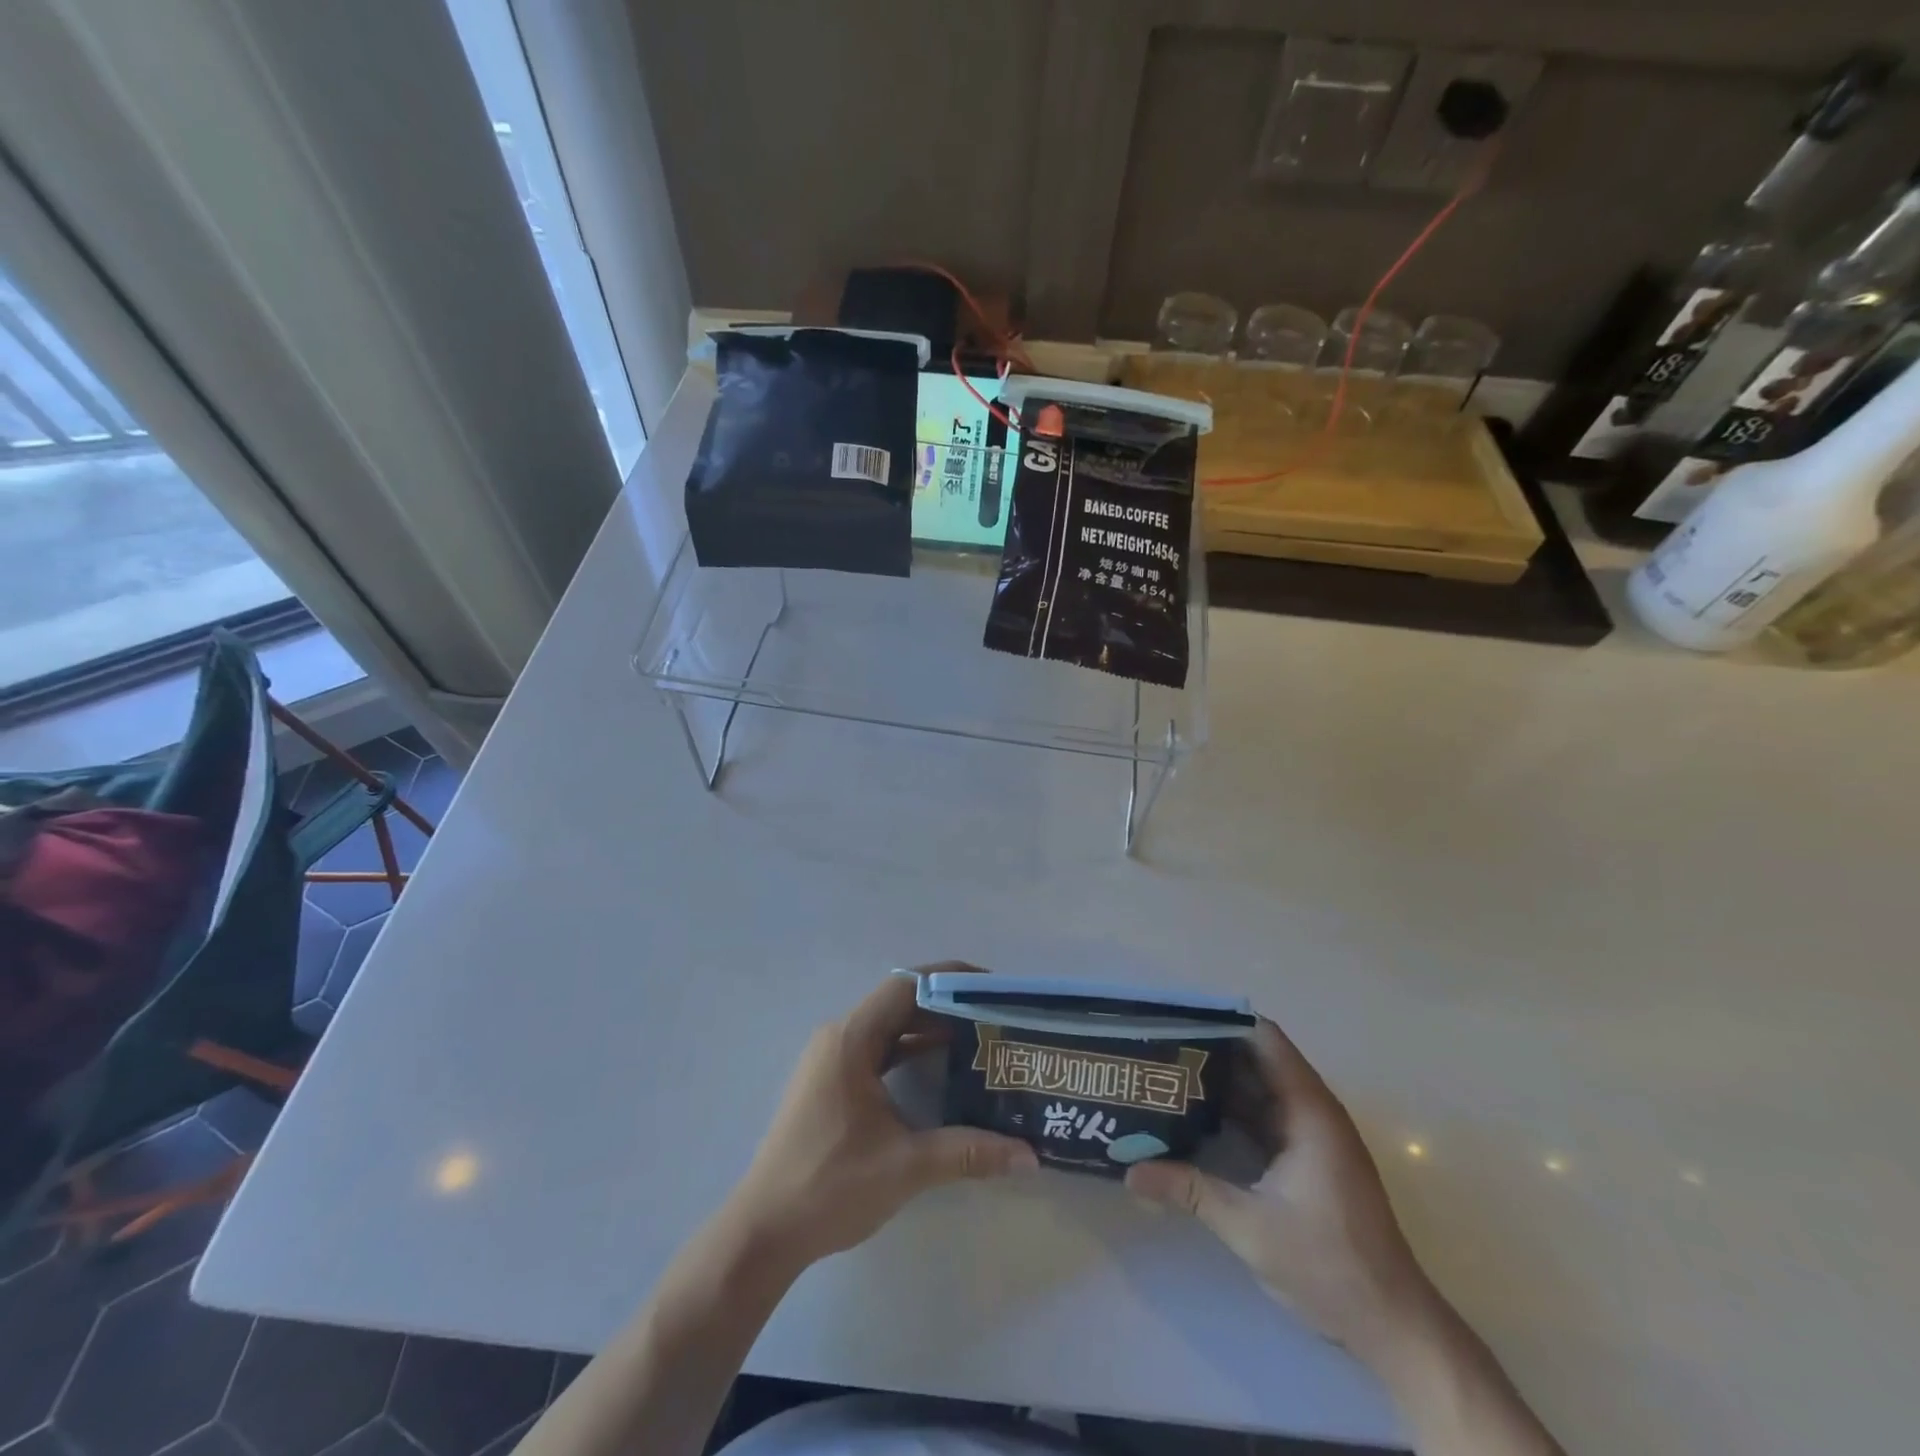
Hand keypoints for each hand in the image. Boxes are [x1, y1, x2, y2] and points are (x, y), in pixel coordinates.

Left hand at [723, 968, 1037, 1272]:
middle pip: (900, 1004)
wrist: (763, 1232)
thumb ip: (969, 1153)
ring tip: (979, 1039)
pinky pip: (878, 1052)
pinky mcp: (830, 1084)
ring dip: (930, 1031)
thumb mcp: (906, 1166)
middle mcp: (839, 1037)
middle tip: (995, 1017)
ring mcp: (831, 1061)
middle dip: (948, 1006)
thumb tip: (1030, 1157)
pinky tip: (942, 1070)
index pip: (906, 986)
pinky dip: (910, 1053)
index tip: (992, 988)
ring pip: (889, 1029)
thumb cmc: (830, 1186)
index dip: (950, 980)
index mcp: (851, 1038)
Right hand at [1125, 1017, 1434, 1364]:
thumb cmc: (1330, 1265)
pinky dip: (1231, 1113)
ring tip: (1165, 1074)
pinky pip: (1264, 1119)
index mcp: (1308, 1111)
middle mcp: (1313, 1113)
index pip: (1265, 1040)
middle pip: (1257, 1061)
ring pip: (1259, 1091)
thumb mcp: (1250, 1227)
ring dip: (1218, 1083)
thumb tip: (1129, 1172)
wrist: (1393, 1327)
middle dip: (1210, 1051)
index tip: (1177, 1019)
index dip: (1223, 1022)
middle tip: (1157, 1046)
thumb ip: (1189, 1191)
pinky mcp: (1308, 1161)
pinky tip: (1193, 1117)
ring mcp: (1312, 1137)